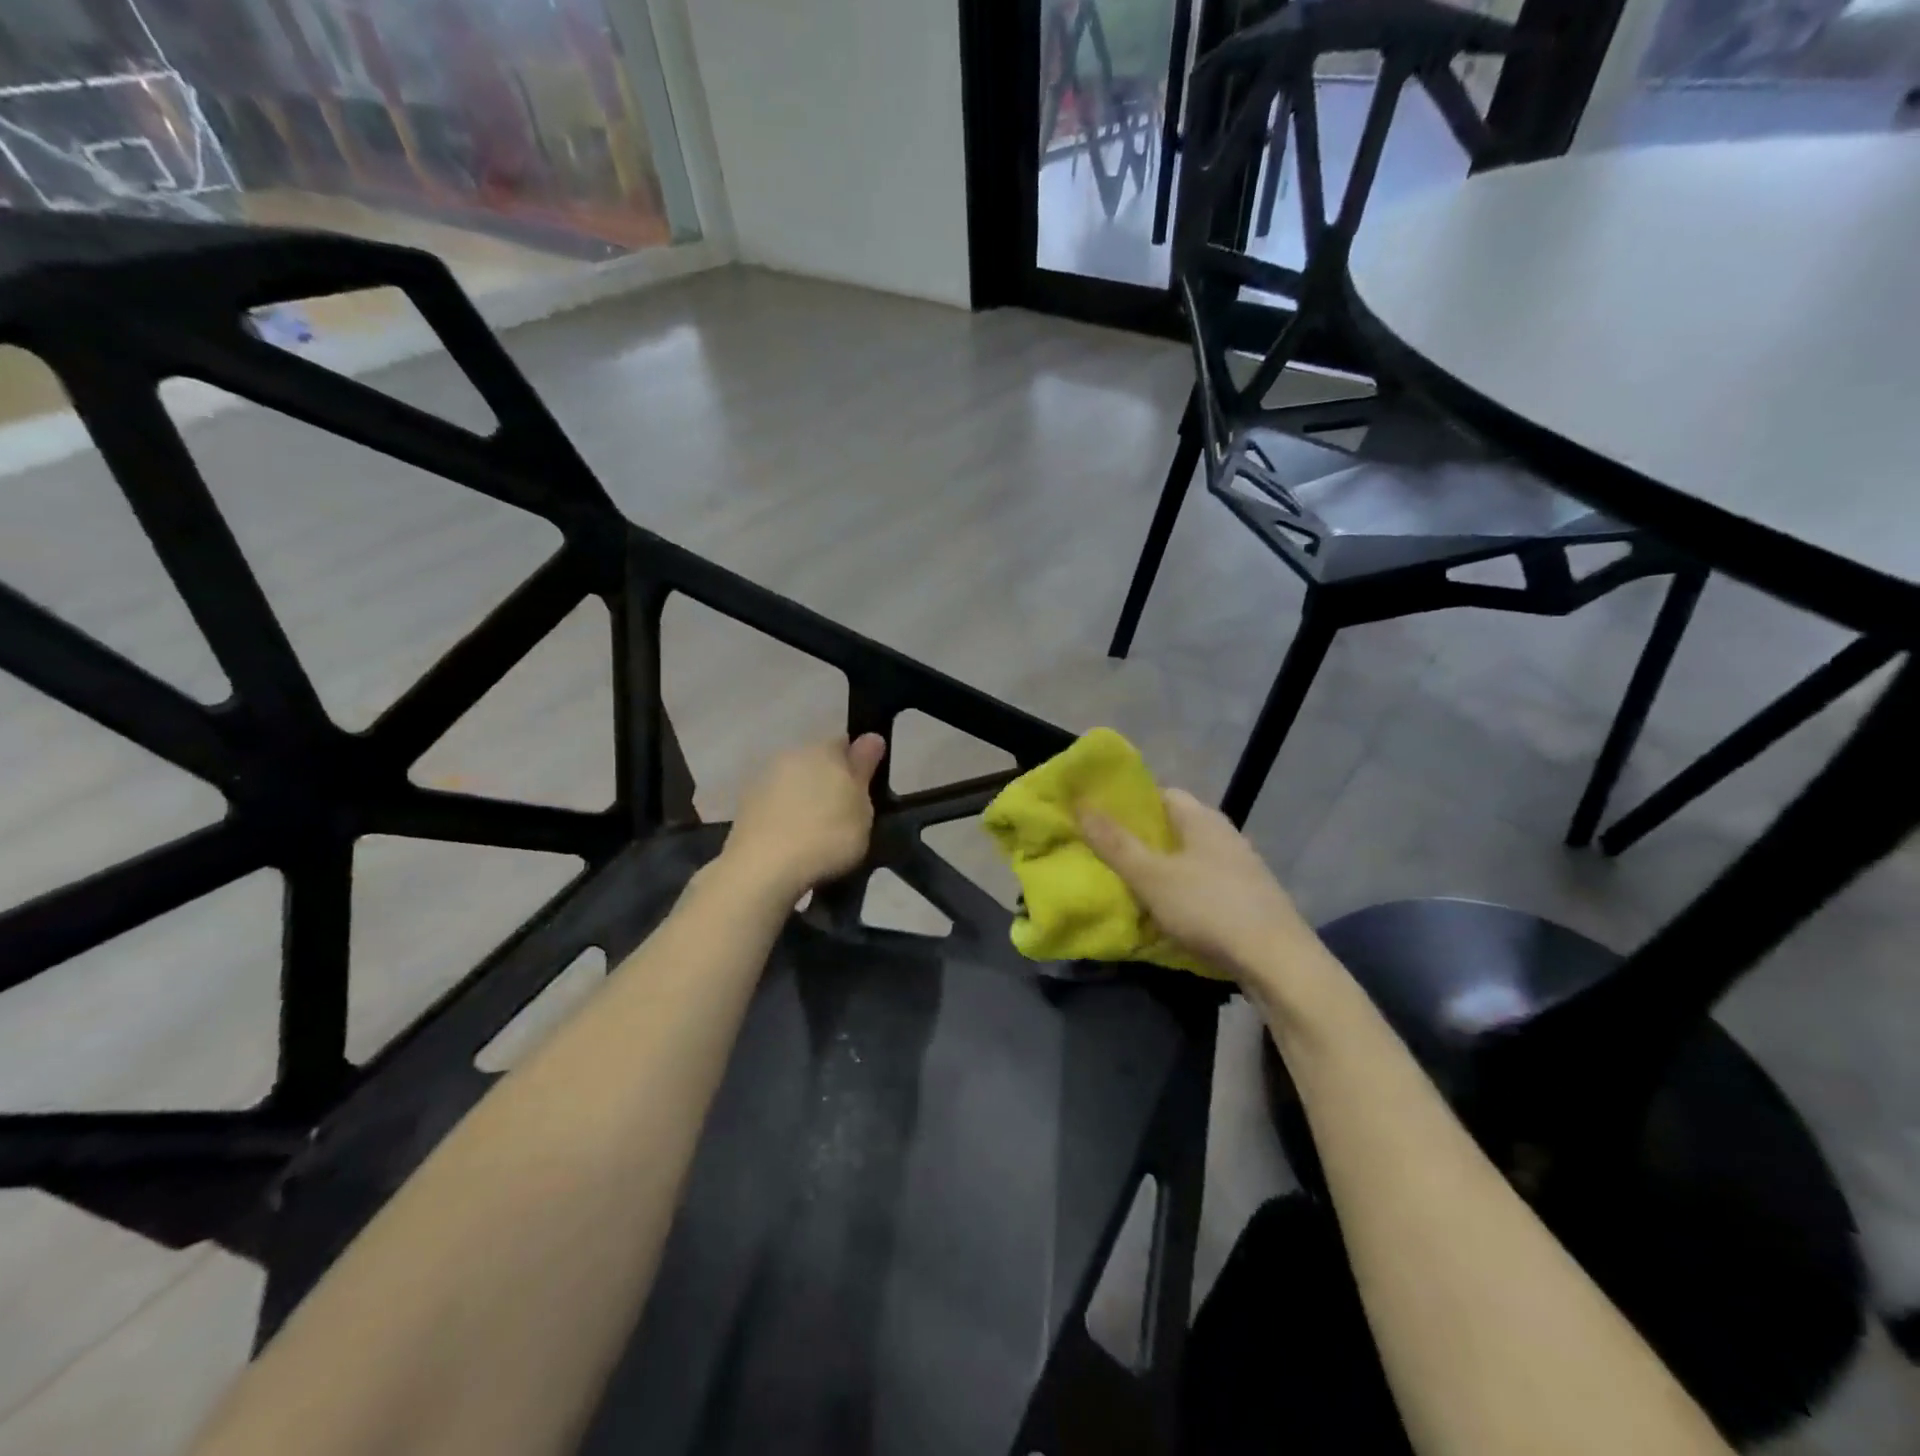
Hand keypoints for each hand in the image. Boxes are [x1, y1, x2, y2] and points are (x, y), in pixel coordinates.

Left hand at [721, 734, 886, 899]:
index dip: (858, 765)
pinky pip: (775, 804)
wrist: (763, 868)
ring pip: (794, 782)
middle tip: (843, 814)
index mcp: (824, 749)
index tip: (863, 792)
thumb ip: (864, 769)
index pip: (846, 744)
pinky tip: (792, 841)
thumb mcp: (862, 806)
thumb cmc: (826, 835)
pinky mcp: (745, 804)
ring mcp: (764, 778)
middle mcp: (791, 754)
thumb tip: (872, 737)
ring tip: (815, 833)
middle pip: (817, 762)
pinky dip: (784, 815)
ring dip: (804, 798)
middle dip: (829, 781)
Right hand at [1080, 788, 1308, 981]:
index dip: (1128, 802)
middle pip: (1174, 827)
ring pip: (1188, 858)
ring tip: (1127, 884)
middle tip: (1104, 853)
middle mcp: (1224, 835)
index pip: (1161, 793)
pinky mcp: (1247, 899)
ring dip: (1160, 868)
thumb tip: (1080, 803)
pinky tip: (1164, 912)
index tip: (1099, 817)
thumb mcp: (1152, 876)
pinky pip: (1202, 884)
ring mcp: (1240, 868)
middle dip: (1140, 838)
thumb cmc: (1209, 908)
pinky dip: (1180, 892)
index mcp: (1202, 819)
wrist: (1278, 962)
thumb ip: (1115, 843)